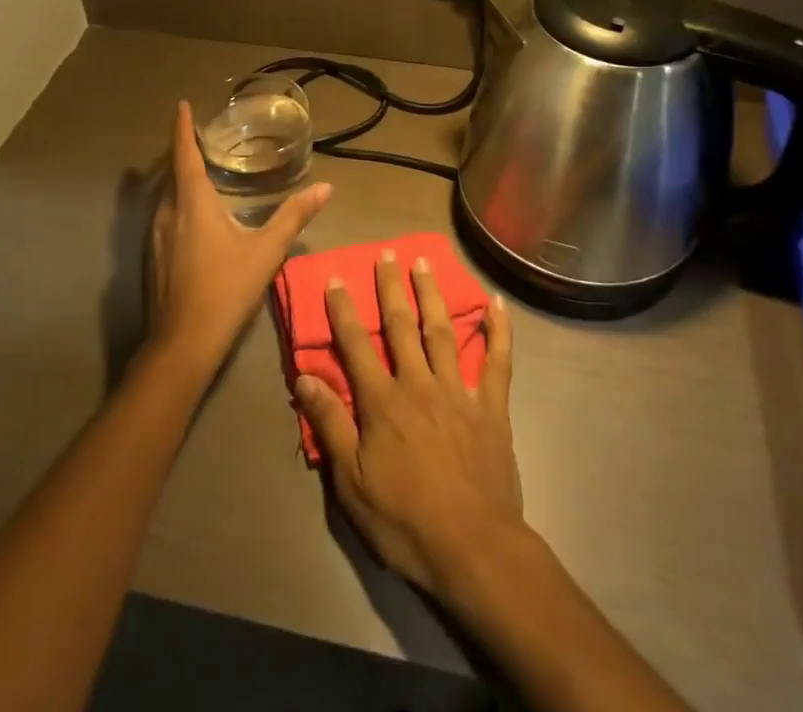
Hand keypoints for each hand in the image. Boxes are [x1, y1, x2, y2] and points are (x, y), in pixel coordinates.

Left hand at [146, 101, 332, 373]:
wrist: (183, 343)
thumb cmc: (226, 289)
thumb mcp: (266, 251)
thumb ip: (294, 216)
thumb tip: (326, 187)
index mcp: (192, 202)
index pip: (183, 154)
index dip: (182, 128)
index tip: (182, 106)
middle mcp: (168, 212)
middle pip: (171, 173)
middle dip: (182, 151)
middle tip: (200, 137)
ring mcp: (156, 236)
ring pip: (166, 196)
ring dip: (178, 178)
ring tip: (199, 170)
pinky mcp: (154, 257)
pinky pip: (165, 215)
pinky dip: (177, 202)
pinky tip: (193, 216)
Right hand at [295, 250, 522, 599]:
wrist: (473, 549)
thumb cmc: (404, 520)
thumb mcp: (351, 482)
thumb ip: (329, 424)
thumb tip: (303, 377)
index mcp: (382, 402)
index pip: (356, 345)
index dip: (344, 311)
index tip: (336, 278)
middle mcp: (418, 384)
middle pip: (400, 326)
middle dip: (390, 287)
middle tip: (386, 253)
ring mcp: (458, 391)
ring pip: (442, 331)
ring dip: (432, 294)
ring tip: (424, 262)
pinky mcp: (491, 407)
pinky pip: (498, 362)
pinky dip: (499, 331)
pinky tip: (497, 304)